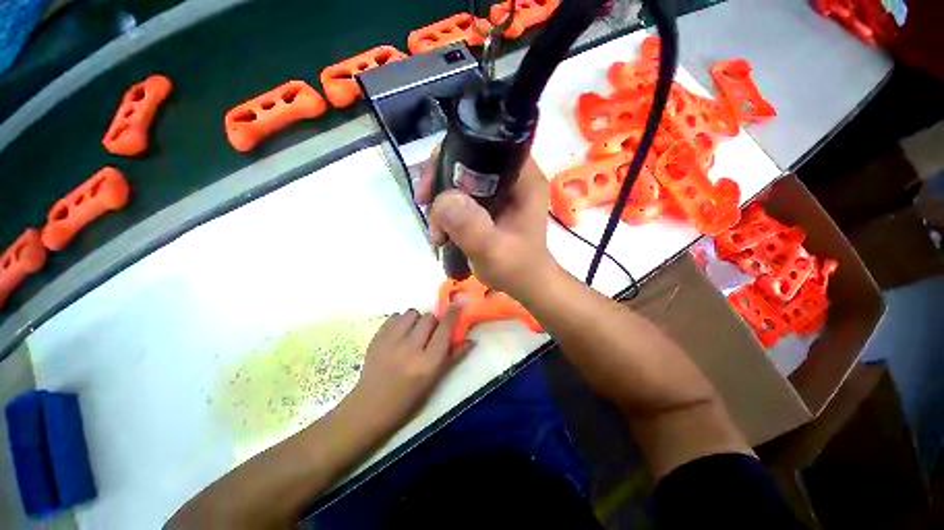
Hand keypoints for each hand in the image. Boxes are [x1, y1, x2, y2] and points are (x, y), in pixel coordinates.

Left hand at [347, 306, 471, 430]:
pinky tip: (399, 334)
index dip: (453, 313)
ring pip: (412, 313)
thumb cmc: (408, 399)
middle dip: (433, 322)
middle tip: (429, 335)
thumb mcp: (435, 381)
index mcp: (428, 362)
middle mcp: (411, 348)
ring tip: (412, 333)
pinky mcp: (376, 337)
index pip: (445, 328)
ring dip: (416, 320)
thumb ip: (454, 357)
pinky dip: (401, 321)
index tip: (457, 304)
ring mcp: (391, 341)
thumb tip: (471, 341)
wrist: (370, 407)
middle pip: (429, 317)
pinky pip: (395, 316)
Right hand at [417, 154, 557, 297]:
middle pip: (469, 159)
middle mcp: (514, 177)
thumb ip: (471, 227)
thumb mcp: (493, 252)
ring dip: (441, 199)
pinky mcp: (493, 202)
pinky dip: (447, 208)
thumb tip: (444, 199)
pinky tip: (441, 229)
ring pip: (462, 177)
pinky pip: (463, 193)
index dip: (454, 156)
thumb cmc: (516, 269)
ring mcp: (503, 189)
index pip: (487, 145)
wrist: (525, 283)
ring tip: (437, 231)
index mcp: (525, 180)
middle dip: (441, 181)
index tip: (432, 185)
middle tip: (426, 207)